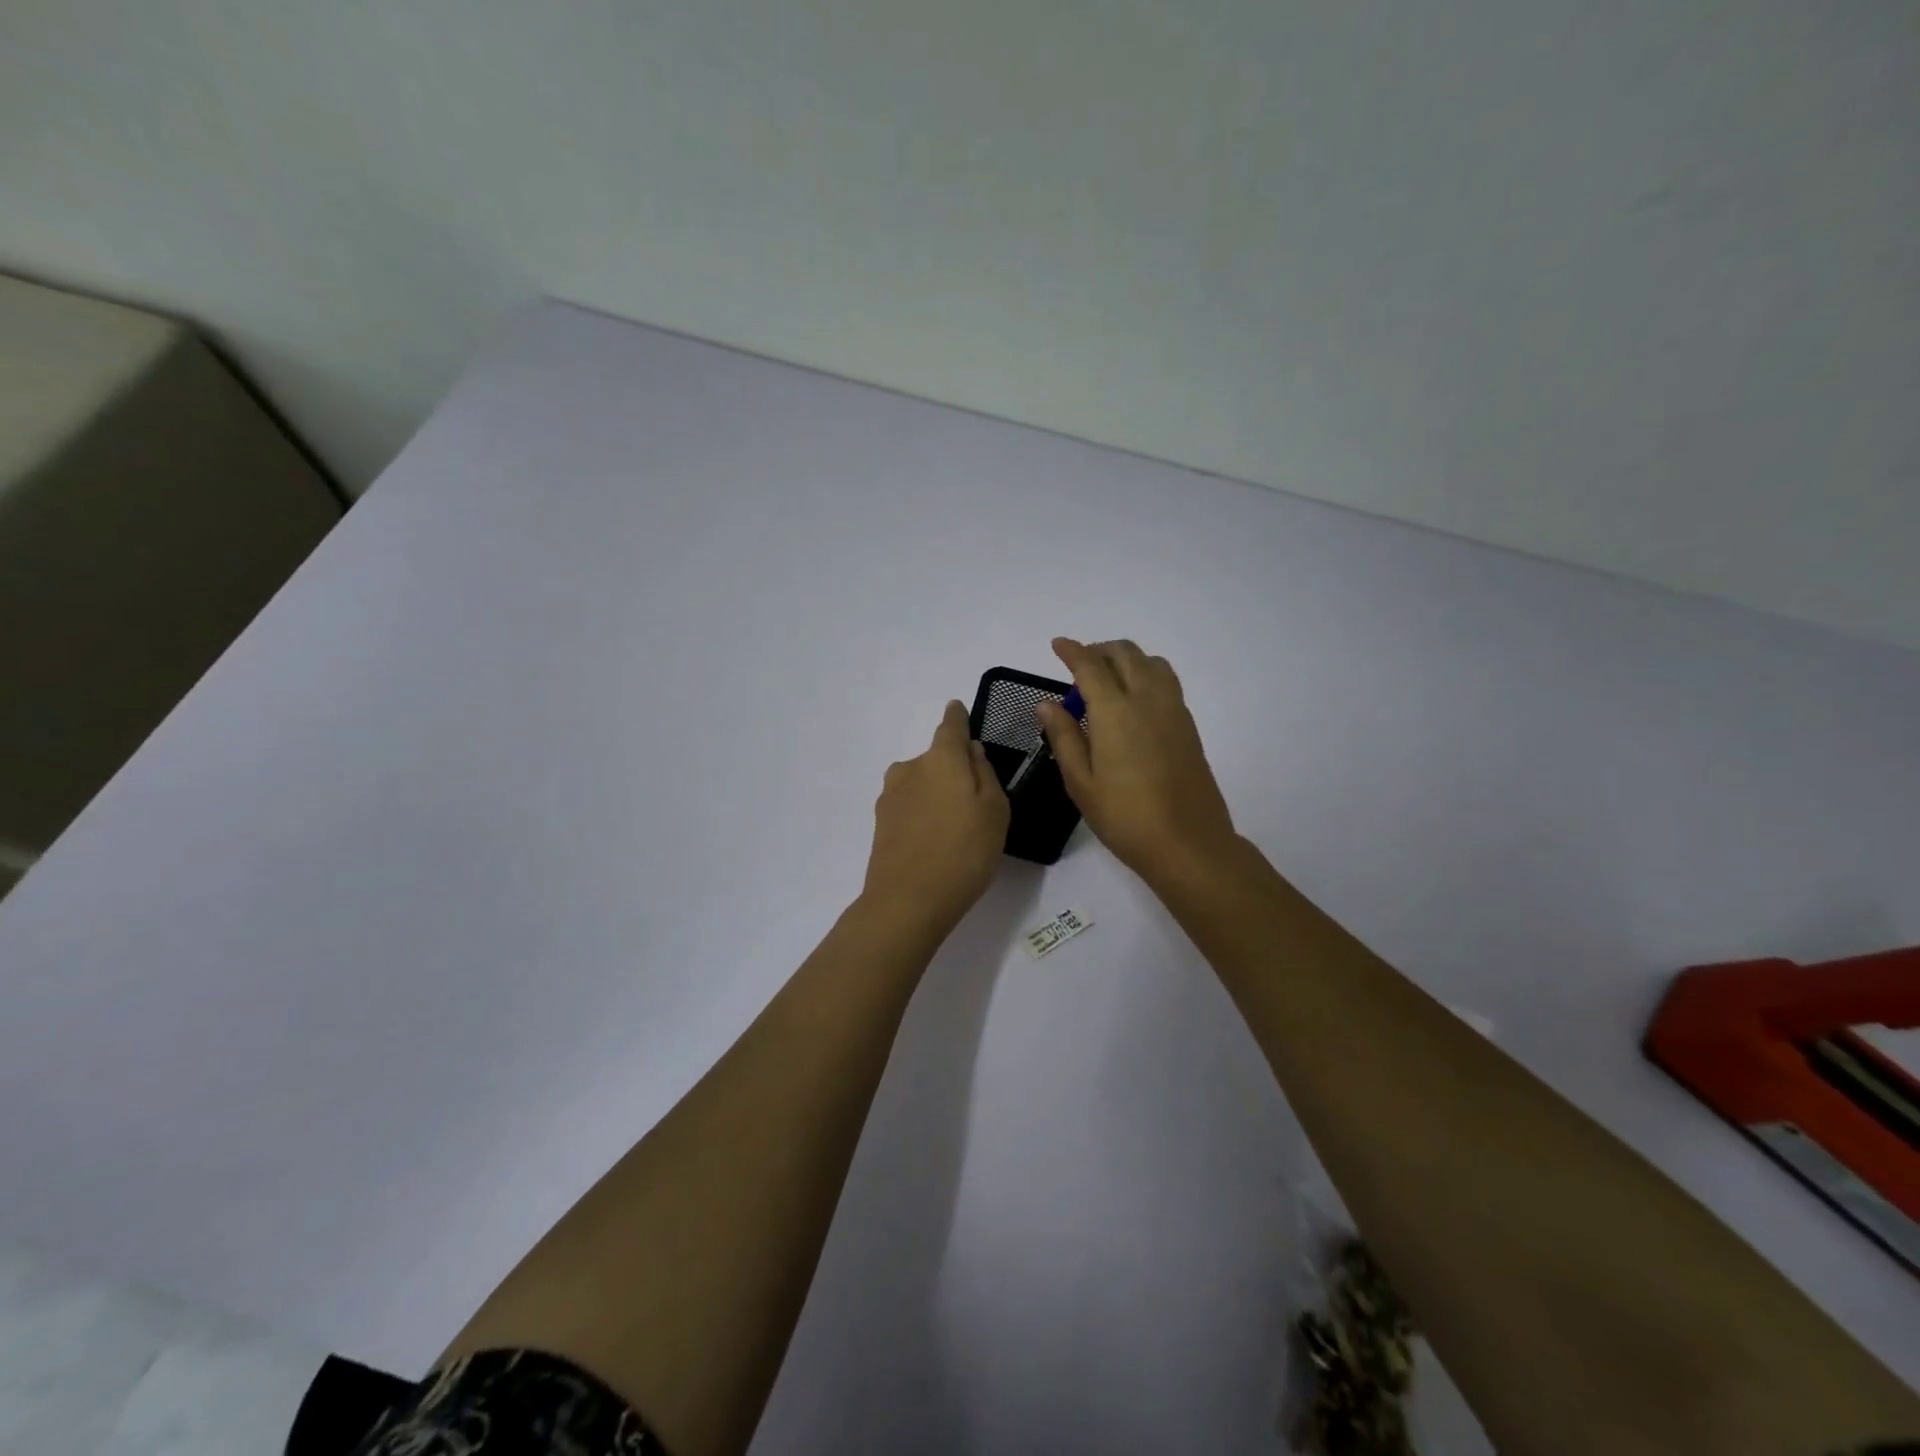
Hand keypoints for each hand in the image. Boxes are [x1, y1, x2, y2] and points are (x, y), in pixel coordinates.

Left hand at [861, 700, 1010, 933]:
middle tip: (976, 802)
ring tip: (955, 828)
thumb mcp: (995, 810)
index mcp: (941, 758)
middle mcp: (910, 767)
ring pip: (921, 783)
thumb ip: (984, 773)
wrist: (907, 901)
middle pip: (936, 758)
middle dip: (953, 770)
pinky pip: (910, 806)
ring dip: (936, 794)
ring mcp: (890, 795)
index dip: (958, 718)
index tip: (959, 711)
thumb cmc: (964, 851)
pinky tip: (935, 841)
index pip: (950, 725)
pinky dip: (923, 814)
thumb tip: (971, 751)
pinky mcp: (880, 822)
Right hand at [1036, 638, 1237, 886]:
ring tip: (1107, 680)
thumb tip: (1047, 703)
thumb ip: (1063, 737)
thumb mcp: (1081, 782)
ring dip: (1127, 659)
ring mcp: (1173, 711)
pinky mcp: (1188, 726)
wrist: (1188, 843)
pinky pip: (1166, 683)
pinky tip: (1132, 703)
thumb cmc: (1125, 817)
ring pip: (1152, 663)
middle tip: (1079, 666)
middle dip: (1100, 650)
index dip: (1072, 651)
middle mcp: (1147, 700)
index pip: (1090, 666)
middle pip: (1126, 654)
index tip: (1057, 645)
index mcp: (1115, 711)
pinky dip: (1146, 675)